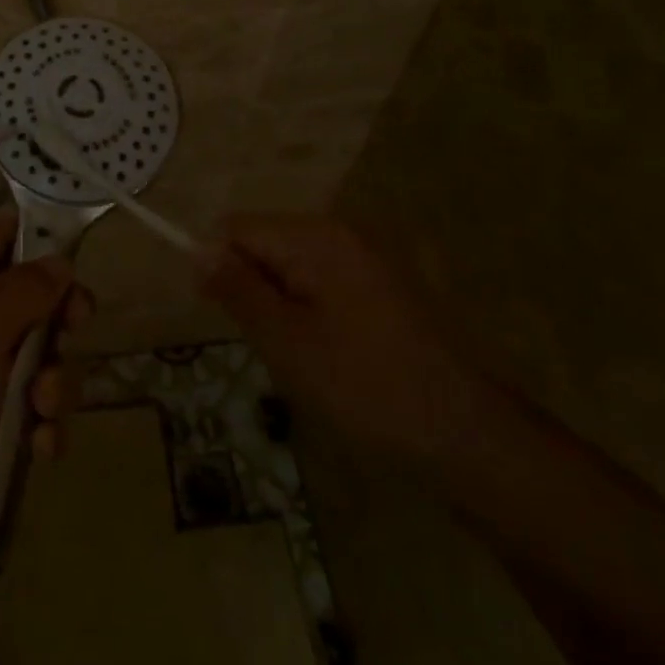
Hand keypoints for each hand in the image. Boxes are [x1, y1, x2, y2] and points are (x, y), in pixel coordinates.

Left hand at [0, 213, 92, 526]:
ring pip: (39, 360)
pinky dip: (41, 426)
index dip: (44, 242)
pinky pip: (30, 410)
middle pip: (33, 300)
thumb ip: (27, 287)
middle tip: (66, 342)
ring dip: (52, 384)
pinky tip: (40, 448)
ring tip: (40, 411)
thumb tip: (60, 261)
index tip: (78, 270)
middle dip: (58, 325)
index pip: (5, 234)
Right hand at [199, 213, 489, 457]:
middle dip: (253, 287)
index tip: (223, 315)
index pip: (237, 228)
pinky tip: (332, 356)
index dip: (218, 266)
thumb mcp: (286, 341)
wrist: (466, 436)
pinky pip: (323, 282)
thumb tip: (197, 249)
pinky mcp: (384, 284)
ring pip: (292, 266)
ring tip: (303, 356)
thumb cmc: (365, 387)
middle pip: (266, 243)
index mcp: (317, 238)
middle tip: (271, 344)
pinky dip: (311, 312)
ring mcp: (368, 257)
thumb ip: (238, 288)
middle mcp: (342, 233)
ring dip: (281, 304)